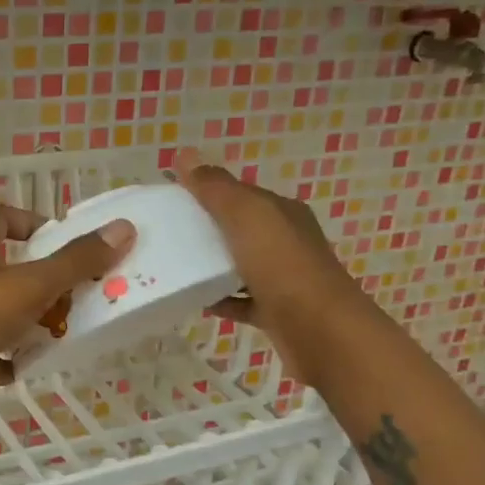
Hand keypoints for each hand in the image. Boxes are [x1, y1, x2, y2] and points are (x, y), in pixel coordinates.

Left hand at [0, 202, 135, 416]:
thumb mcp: (29, 285)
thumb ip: (75, 262)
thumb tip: (123, 230)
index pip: (2, 216)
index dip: (32, 222)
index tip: (63, 242)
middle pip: (6, 266)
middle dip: (42, 281)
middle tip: (76, 297)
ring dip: (27, 322)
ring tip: (62, 335)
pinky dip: (4, 360)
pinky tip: (26, 370)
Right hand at [174, 149, 357, 366]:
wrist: (319, 330)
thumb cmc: (282, 265)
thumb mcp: (247, 216)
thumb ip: (216, 188)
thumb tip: (185, 154)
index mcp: (282, 213)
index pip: (240, 194)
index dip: (207, 193)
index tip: (171, 200)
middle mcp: (286, 241)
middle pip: (240, 229)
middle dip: (207, 230)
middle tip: (166, 236)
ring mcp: (283, 278)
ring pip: (240, 265)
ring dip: (212, 266)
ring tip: (175, 268)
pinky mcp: (276, 311)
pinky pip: (242, 301)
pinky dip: (220, 299)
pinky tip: (196, 301)